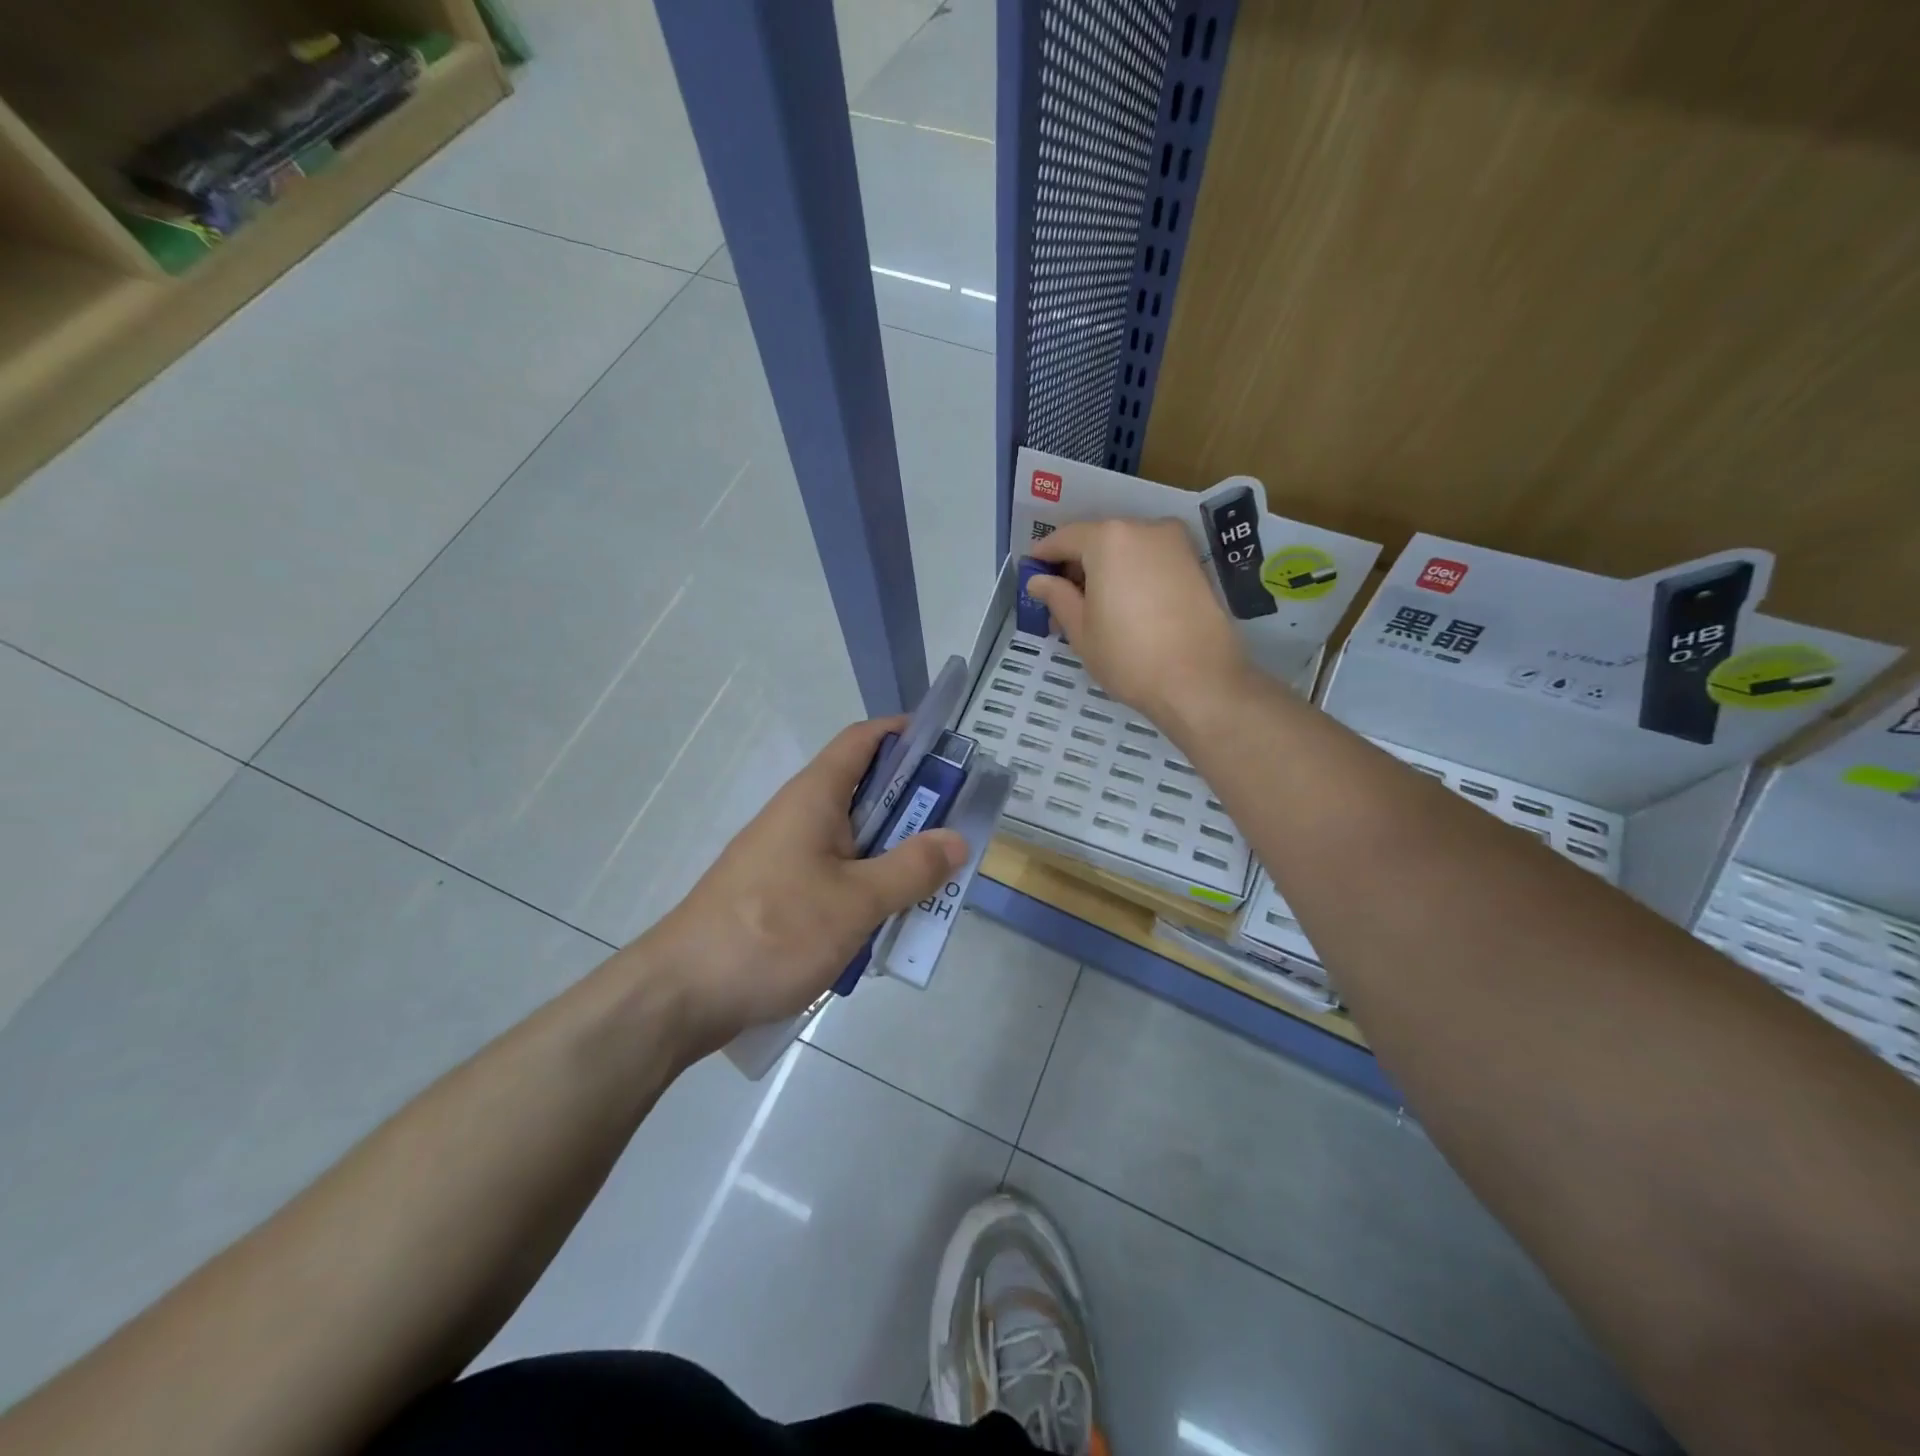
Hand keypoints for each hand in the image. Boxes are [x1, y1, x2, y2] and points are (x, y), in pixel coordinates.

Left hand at [637, 717, 967, 1055]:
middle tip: (959, 833)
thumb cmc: (772, 932)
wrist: (682, 994)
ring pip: (855, 842)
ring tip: (934, 886)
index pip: (863, 740)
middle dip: (915, 808)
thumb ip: (911, 869)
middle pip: (866, 792)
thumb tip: (956, 839)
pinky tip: (886, 925)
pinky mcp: (780, 894)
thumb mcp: (855, 902)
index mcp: (815, 797)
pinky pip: (836, 877)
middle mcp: (800, 817)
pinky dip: (867, 890)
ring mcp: (787, 857)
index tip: (950, 751)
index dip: (905, 734)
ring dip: (894, 857)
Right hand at [1028, 518, 1248, 723]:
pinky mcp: (1194, 564)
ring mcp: (1175, 544)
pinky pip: (1150, 561)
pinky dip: (1130, 576)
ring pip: (1126, 550)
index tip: (1031, 575)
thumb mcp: (1081, 630)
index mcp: (1109, 539)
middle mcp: (1144, 528)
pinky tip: (1122, 608)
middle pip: (1098, 540)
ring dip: (1104, 572)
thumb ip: (1057, 597)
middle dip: (1076, 566)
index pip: (1065, 538)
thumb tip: (1038, 580)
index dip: (1043, 556)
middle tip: (1059, 602)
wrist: (1200, 681)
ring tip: (1091, 611)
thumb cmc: (1128, 656)